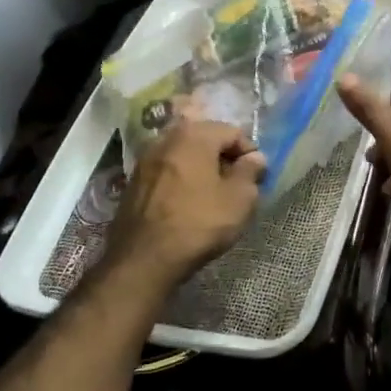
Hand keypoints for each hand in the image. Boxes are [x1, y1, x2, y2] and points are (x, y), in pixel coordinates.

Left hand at [104, 120, 265, 286]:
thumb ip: (250, 171)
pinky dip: (181, 179)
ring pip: (184, 154)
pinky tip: (187, 203)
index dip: (249, 153)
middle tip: (236, 185)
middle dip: (223, 158)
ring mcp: (145, 159)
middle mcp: (166, 138)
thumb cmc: (198, 223)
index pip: (232, 132)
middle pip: (205, 139)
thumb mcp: (239, 199)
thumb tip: (254, 157)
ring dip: (201, 168)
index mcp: (194, 134)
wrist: (143, 258)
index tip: (256, 177)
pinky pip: (167, 171)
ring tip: (212, 195)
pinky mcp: (133, 181)